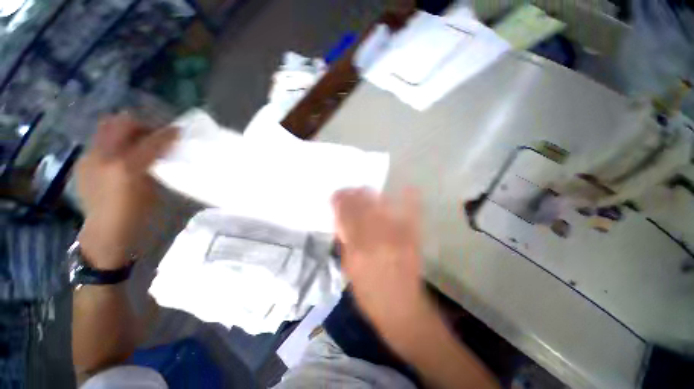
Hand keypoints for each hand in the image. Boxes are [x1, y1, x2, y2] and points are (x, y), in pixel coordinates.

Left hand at [76, 114, 176, 269]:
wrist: (106, 233)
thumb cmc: (139, 216)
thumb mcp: (156, 191)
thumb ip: (159, 165)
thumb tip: (167, 149)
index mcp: (127, 167)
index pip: (151, 139)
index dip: (168, 133)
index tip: (179, 131)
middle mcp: (104, 156)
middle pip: (122, 123)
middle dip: (141, 124)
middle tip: (155, 135)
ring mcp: (89, 158)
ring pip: (107, 128)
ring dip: (126, 130)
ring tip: (138, 142)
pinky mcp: (83, 163)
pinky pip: (100, 141)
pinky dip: (114, 142)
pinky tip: (122, 156)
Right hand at [331, 187, 426, 336]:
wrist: (401, 308)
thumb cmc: (369, 295)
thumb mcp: (348, 270)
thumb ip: (345, 243)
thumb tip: (341, 220)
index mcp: (357, 251)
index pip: (345, 217)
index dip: (339, 202)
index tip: (336, 195)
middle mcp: (376, 239)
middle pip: (362, 208)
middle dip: (353, 195)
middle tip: (348, 189)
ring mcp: (397, 237)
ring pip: (381, 207)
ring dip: (371, 195)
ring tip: (364, 189)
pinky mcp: (412, 239)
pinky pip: (411, 214)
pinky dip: (409, 200)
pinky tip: (407, 188)